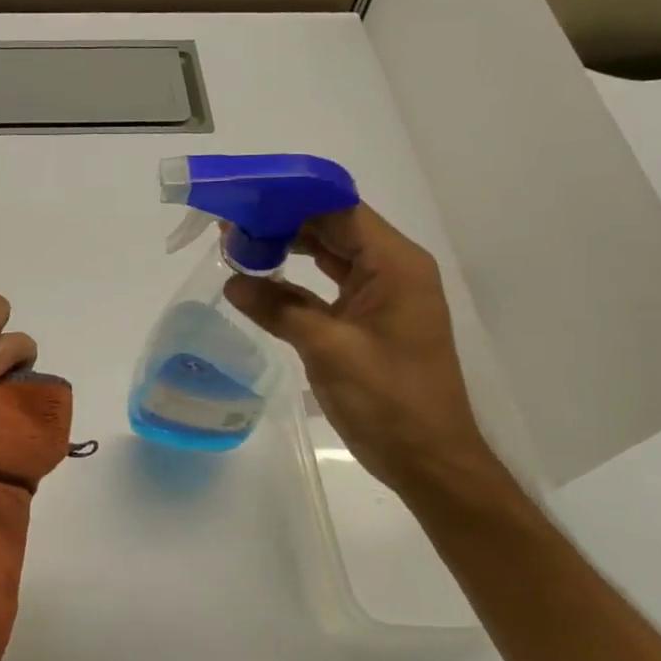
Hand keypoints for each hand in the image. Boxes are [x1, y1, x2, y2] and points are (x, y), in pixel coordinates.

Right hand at [222, 204, 504, 498]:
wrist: (429, 460)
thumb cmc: (388, 400)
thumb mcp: (327, 349)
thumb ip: (278, 308)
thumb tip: (232, 281)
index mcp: (395, 265)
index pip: (339, 211)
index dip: (291, 200)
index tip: (246, 200)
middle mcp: (393, 270)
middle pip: (334, 228)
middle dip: (284, 223)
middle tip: (231, 226)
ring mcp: (383, 296)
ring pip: (330, 256)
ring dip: (288, 250)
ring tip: (239, 247)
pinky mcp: (371, 320)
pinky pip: (330, 287)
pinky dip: (297, 283)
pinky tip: (260, 283)